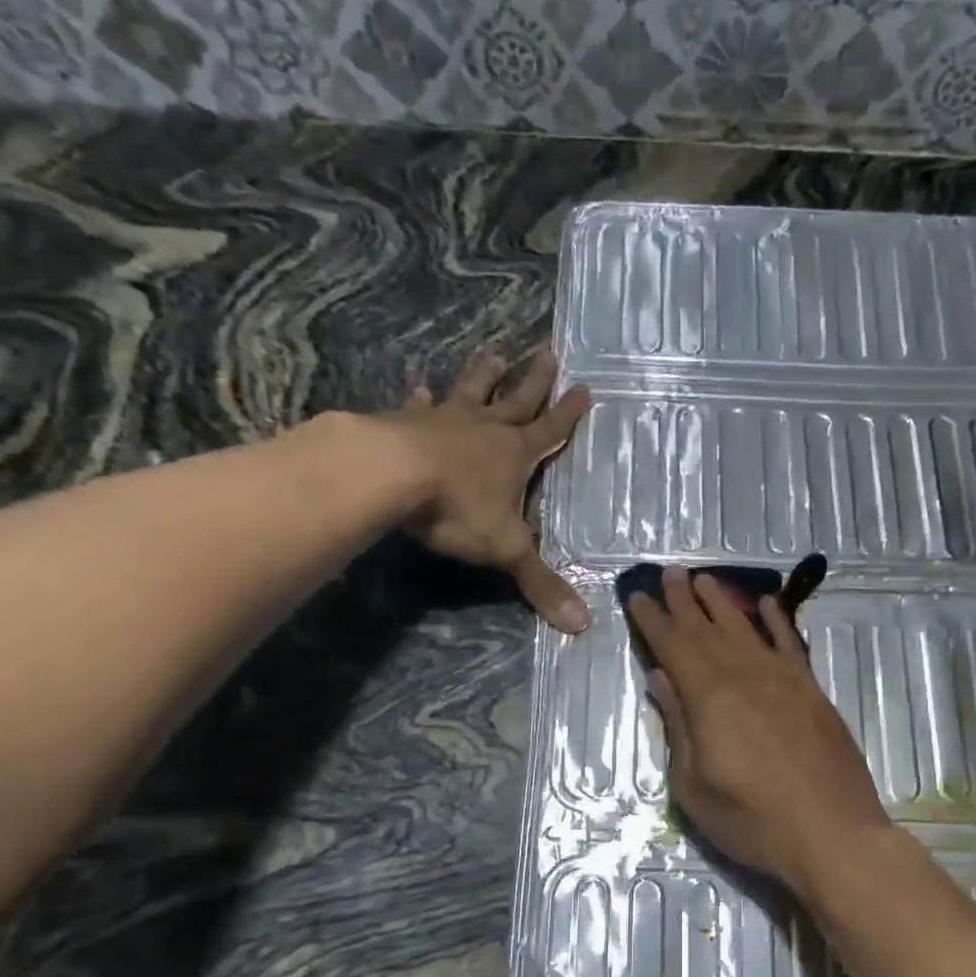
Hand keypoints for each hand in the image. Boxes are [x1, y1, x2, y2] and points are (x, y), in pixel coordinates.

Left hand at [389, 345, 592, 633]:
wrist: (391, 476)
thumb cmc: (458, 509)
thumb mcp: (506, 550)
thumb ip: (541, 584)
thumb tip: (582, 625)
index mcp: (515, 454)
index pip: (551, 431)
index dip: (569, 414)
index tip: (585, 388)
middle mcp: (485, 428)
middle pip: (516, 399)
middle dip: (534, 380)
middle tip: (547, 351)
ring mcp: (444, 420)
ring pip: (470, 390)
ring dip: (483, 374)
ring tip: (492, 352)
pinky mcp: (405, 422)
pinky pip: (417, 405)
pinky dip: (420, 396)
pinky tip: (418, 386)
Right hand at [628, 566, 891, 889]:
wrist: (833, 834)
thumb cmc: (753, 820)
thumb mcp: (694, 786)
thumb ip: (678, 727)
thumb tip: (661, 678)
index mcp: (710, 698)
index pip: (674, 647)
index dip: (654, 620)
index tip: (638, 596)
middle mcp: (745, 676)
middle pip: (707, 629)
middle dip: (684, 601)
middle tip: (670, 573)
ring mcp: (784, 680)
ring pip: (746, 629)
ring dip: (723, 602)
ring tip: (705, 580)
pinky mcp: (812, 691)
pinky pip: (790, 644)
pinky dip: (776, 621)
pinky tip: (767, 604)